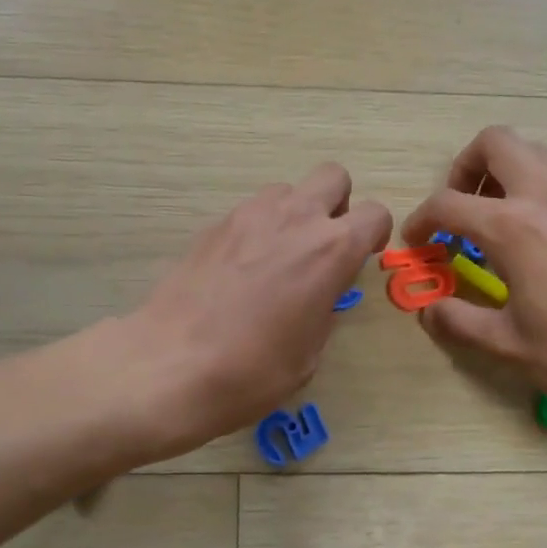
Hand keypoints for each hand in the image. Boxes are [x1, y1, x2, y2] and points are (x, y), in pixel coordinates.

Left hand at [125, 163, 391, 456]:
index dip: (372, 235)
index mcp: (331, 250)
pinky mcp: (213, 225)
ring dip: (293, 214)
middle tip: (321, 245)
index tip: (359, 260)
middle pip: (332, 176)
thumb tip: (318, 296)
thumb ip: (324, 310)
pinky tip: (239, 272)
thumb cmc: (252, 371)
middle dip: (336, 204)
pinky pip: (249, 212)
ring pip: (286, 190)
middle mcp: (295, 218)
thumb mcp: (309, 354)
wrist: (170, 365)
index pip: (376, 213)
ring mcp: (249, 215)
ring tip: (276, 259)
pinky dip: (256, 231)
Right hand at [402, 127, 546, 432]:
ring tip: (497, 224)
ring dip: (504, 175)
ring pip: (536, 154)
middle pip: (497, 143)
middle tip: (461, 210)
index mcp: (515, 228)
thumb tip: (429, 310)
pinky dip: (538, 195)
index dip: (420, 220)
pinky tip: (542, 246)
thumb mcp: (507, 345)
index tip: (416, 243)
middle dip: (466, 167)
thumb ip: (457, 321)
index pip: (448, 204)